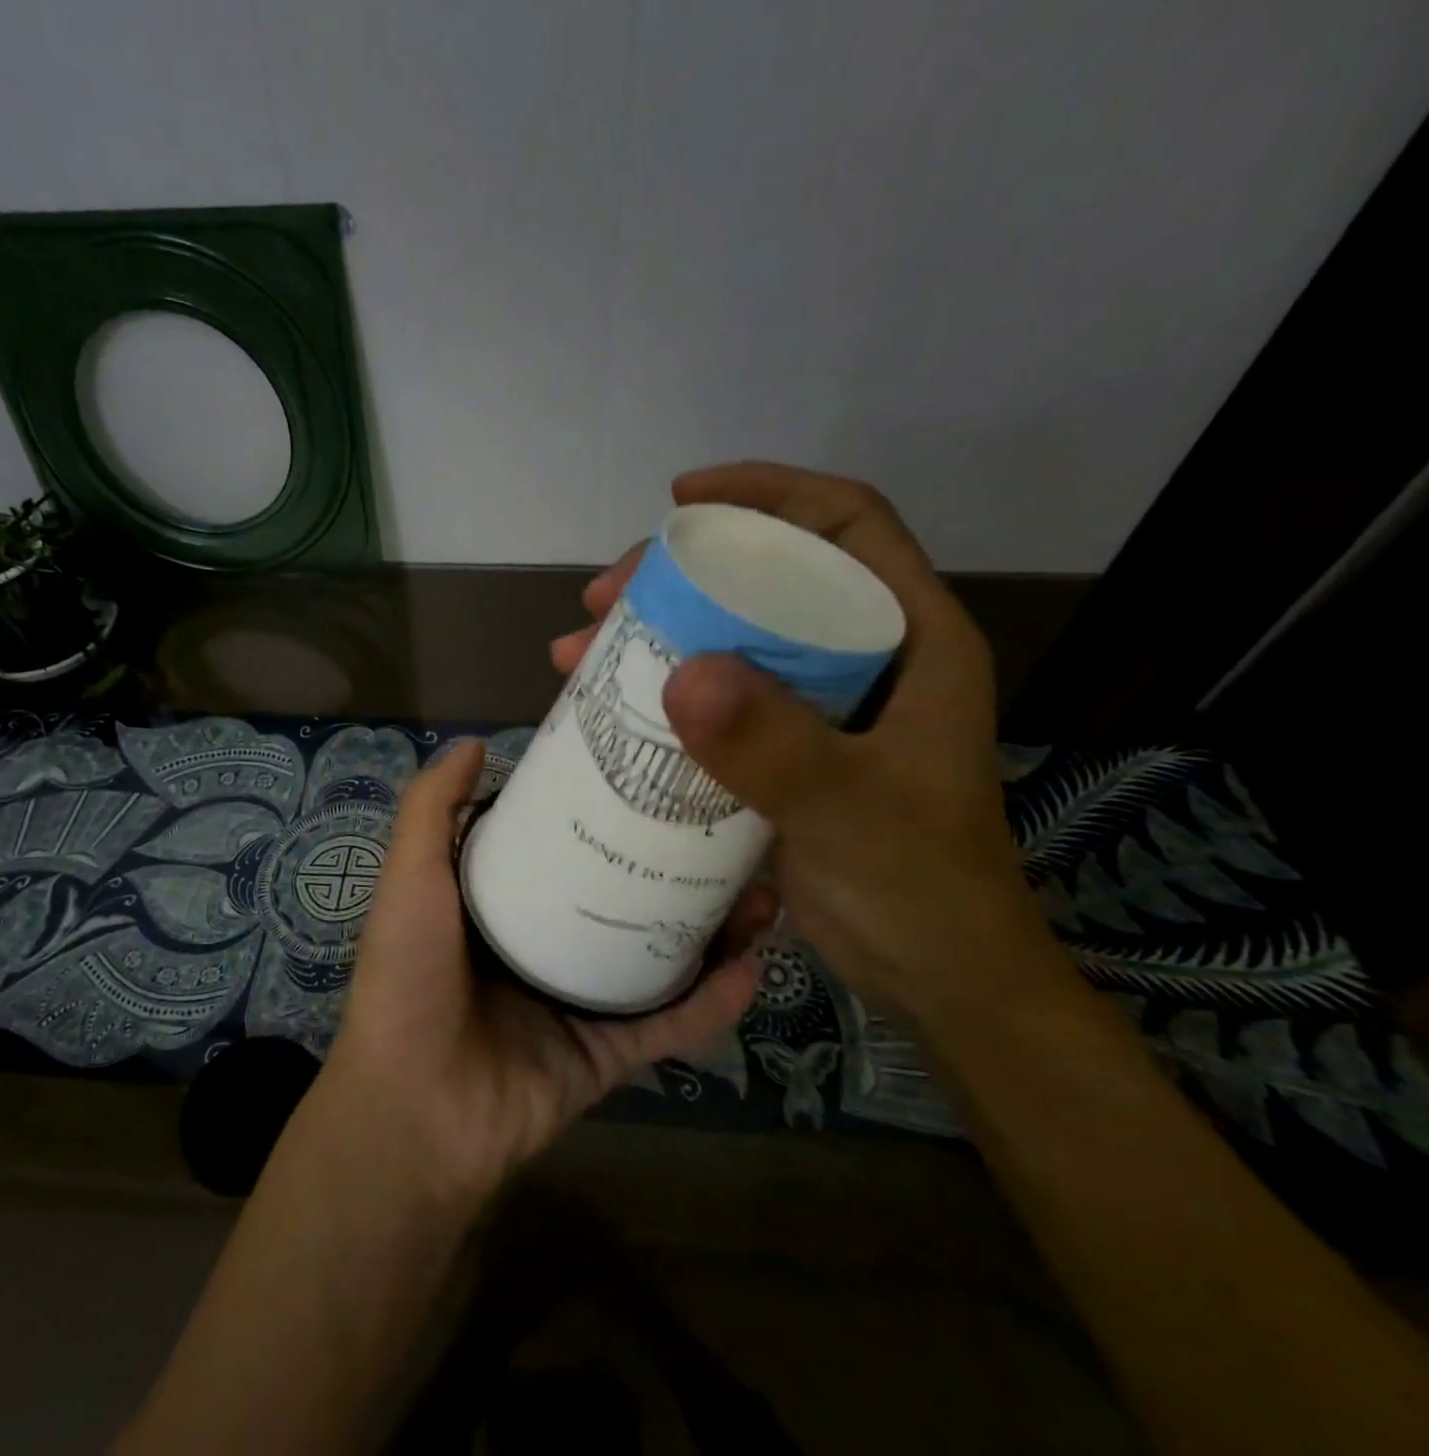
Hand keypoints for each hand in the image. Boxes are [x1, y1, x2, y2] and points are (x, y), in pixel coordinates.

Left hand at [322, 739, 770, 1203]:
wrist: (413, 1109)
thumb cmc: (409, 977)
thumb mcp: (411, 877)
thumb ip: (431, 809)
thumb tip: (474, 742)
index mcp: (505, 901)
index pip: (567, 843)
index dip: (608, 809)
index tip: (658, 774)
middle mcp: (547, 944)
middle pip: (624, 897)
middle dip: (678, 867)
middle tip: (732, 833)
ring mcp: (581, 1002)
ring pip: (660, 957)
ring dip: (713, 930)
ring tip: (763, 893)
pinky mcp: (608, 1055)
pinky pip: (669, 1025)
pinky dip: (712, 1003)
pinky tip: (754, 967)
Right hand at [553, 462, 1063, 1032]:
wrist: (935, 976)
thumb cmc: (919, 886)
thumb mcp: (851, 811)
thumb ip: (776, 747)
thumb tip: (681, 673)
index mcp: (910, 640)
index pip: (845, 524)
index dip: (767, 493)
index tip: (681, 499)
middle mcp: (863, 658)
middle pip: (766, 578)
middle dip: (679, 575)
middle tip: (602, 600)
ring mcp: (819, 707)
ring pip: (729, 639)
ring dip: (653, 636)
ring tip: (578, 652)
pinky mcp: (783, 750)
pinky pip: (715, 698)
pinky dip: (661, 693)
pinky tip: (609, 706)